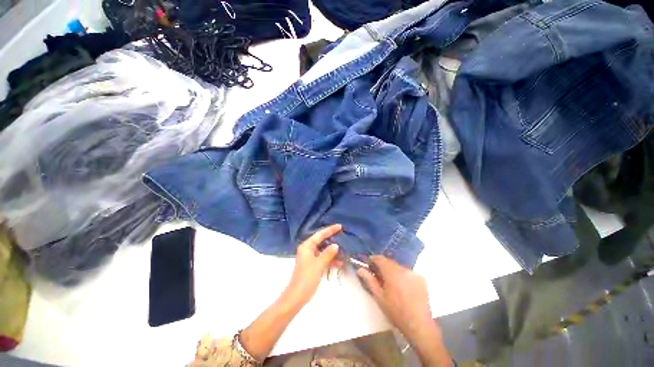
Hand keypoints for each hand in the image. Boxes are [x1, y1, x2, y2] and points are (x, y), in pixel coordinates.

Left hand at [282, 224, 342, 307]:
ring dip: (333, 252)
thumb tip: (336, 245)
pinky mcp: (313, 266)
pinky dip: (331, 260)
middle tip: (343, 236)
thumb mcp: (319, 264)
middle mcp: (308, 250)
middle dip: (332, 240)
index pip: (320, 234)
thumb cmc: (306, 278)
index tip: (340, 226)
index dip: (330, 230)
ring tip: (344, 250)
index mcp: (307, 246)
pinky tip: (340, 262)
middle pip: (322, 241)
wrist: (297, 297)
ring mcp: (310, 258)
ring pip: (324, 251)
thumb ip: (328, 253)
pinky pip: (323, 259)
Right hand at [357, 256, 452, 366]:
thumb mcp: (379, 297)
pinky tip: (402, 287)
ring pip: (399, 267)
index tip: (368, 264)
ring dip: (393, 271)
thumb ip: (369, 280)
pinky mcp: (421, 279)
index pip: (380, 259)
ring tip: (390, 283)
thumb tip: (360, 269)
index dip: (373, 259)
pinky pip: (408, 272)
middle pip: (390, 262)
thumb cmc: (396, 312)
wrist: (419, 325)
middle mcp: (403, 269)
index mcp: (392, 272)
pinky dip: (402, 276)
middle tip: (378, 275)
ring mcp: (414, 273)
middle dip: (383, 266)